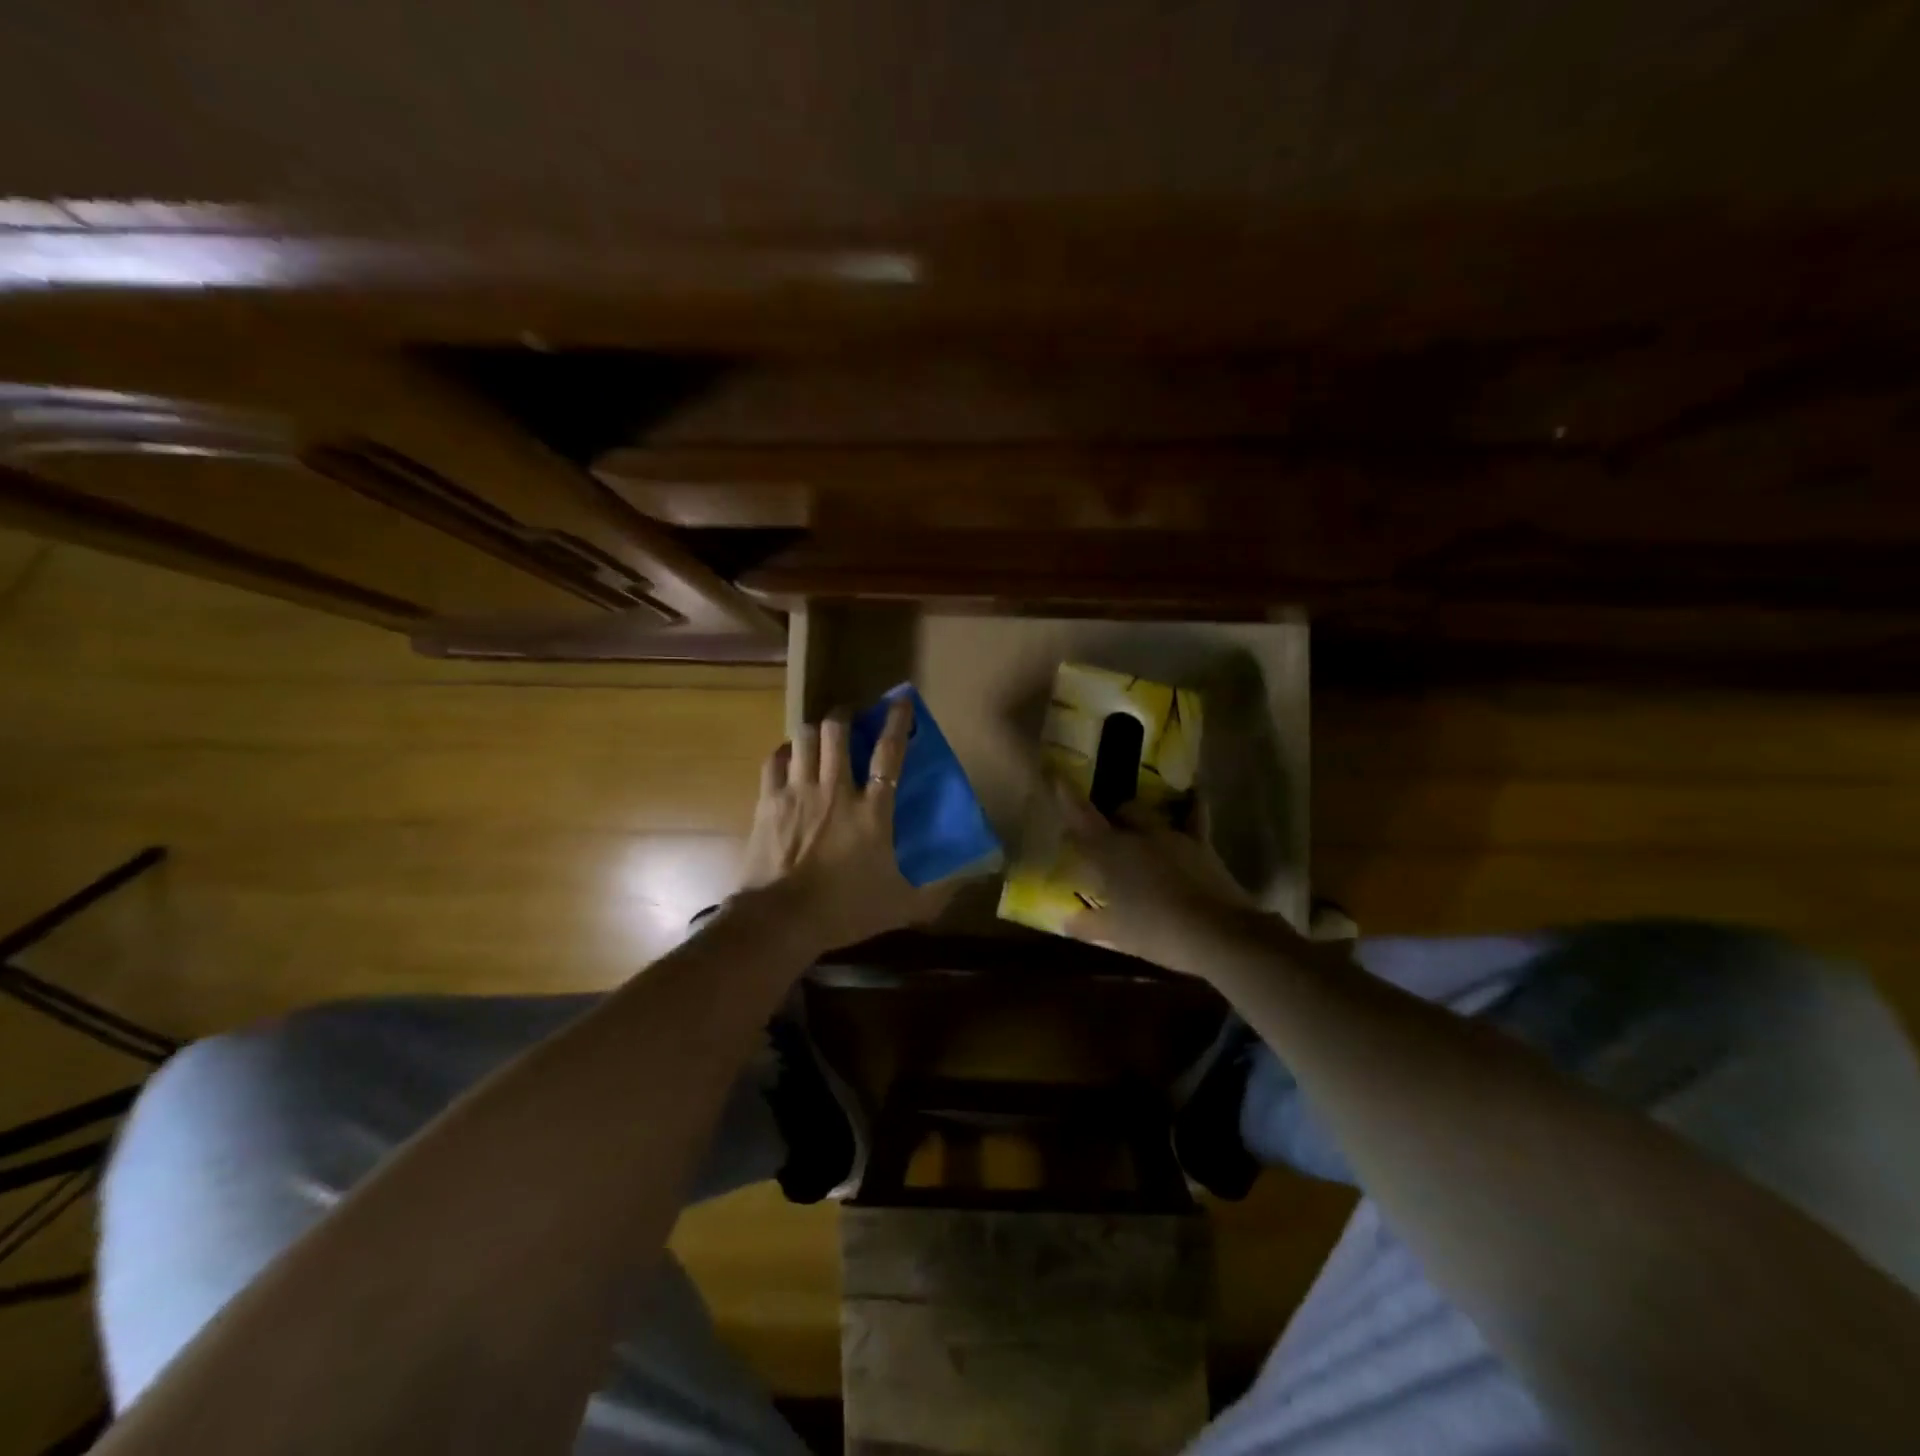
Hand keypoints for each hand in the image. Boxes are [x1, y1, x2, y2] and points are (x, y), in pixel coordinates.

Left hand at [740, 697, 951, 950]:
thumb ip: (938, 891)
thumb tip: (973, 878)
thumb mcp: (901, 906)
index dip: (897, 722)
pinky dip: (784, 752)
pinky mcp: (768, 802)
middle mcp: (836, 789)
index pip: (889, 753)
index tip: (901, 700)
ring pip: (806, 738)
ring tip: (821, 734)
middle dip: (846, 716)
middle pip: (838, 731)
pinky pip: (775, 760)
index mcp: (872, 810)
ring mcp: (799, 792)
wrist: (781, 919)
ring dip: (816, 730)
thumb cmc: (844, 910)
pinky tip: (789, 757)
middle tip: (851, 718)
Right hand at [1051, 782, 1256, 973]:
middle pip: (1120, 812)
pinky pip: (1195, 815)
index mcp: (1111, 852)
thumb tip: (1066, 920)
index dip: (1066, 798)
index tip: (1055, 777)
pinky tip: (1196, 793)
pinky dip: (1193, 805)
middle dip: (1111, 818)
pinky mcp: (1202, 844)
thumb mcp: (1116, 934)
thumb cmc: (1157, 931)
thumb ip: (1088, 924)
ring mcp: (1173, 835)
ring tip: (1138, 831)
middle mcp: (1139, 834)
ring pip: (1150, 814)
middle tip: (1106, 837)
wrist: (1217, 933)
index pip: (1081, 818)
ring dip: (1140, 819)